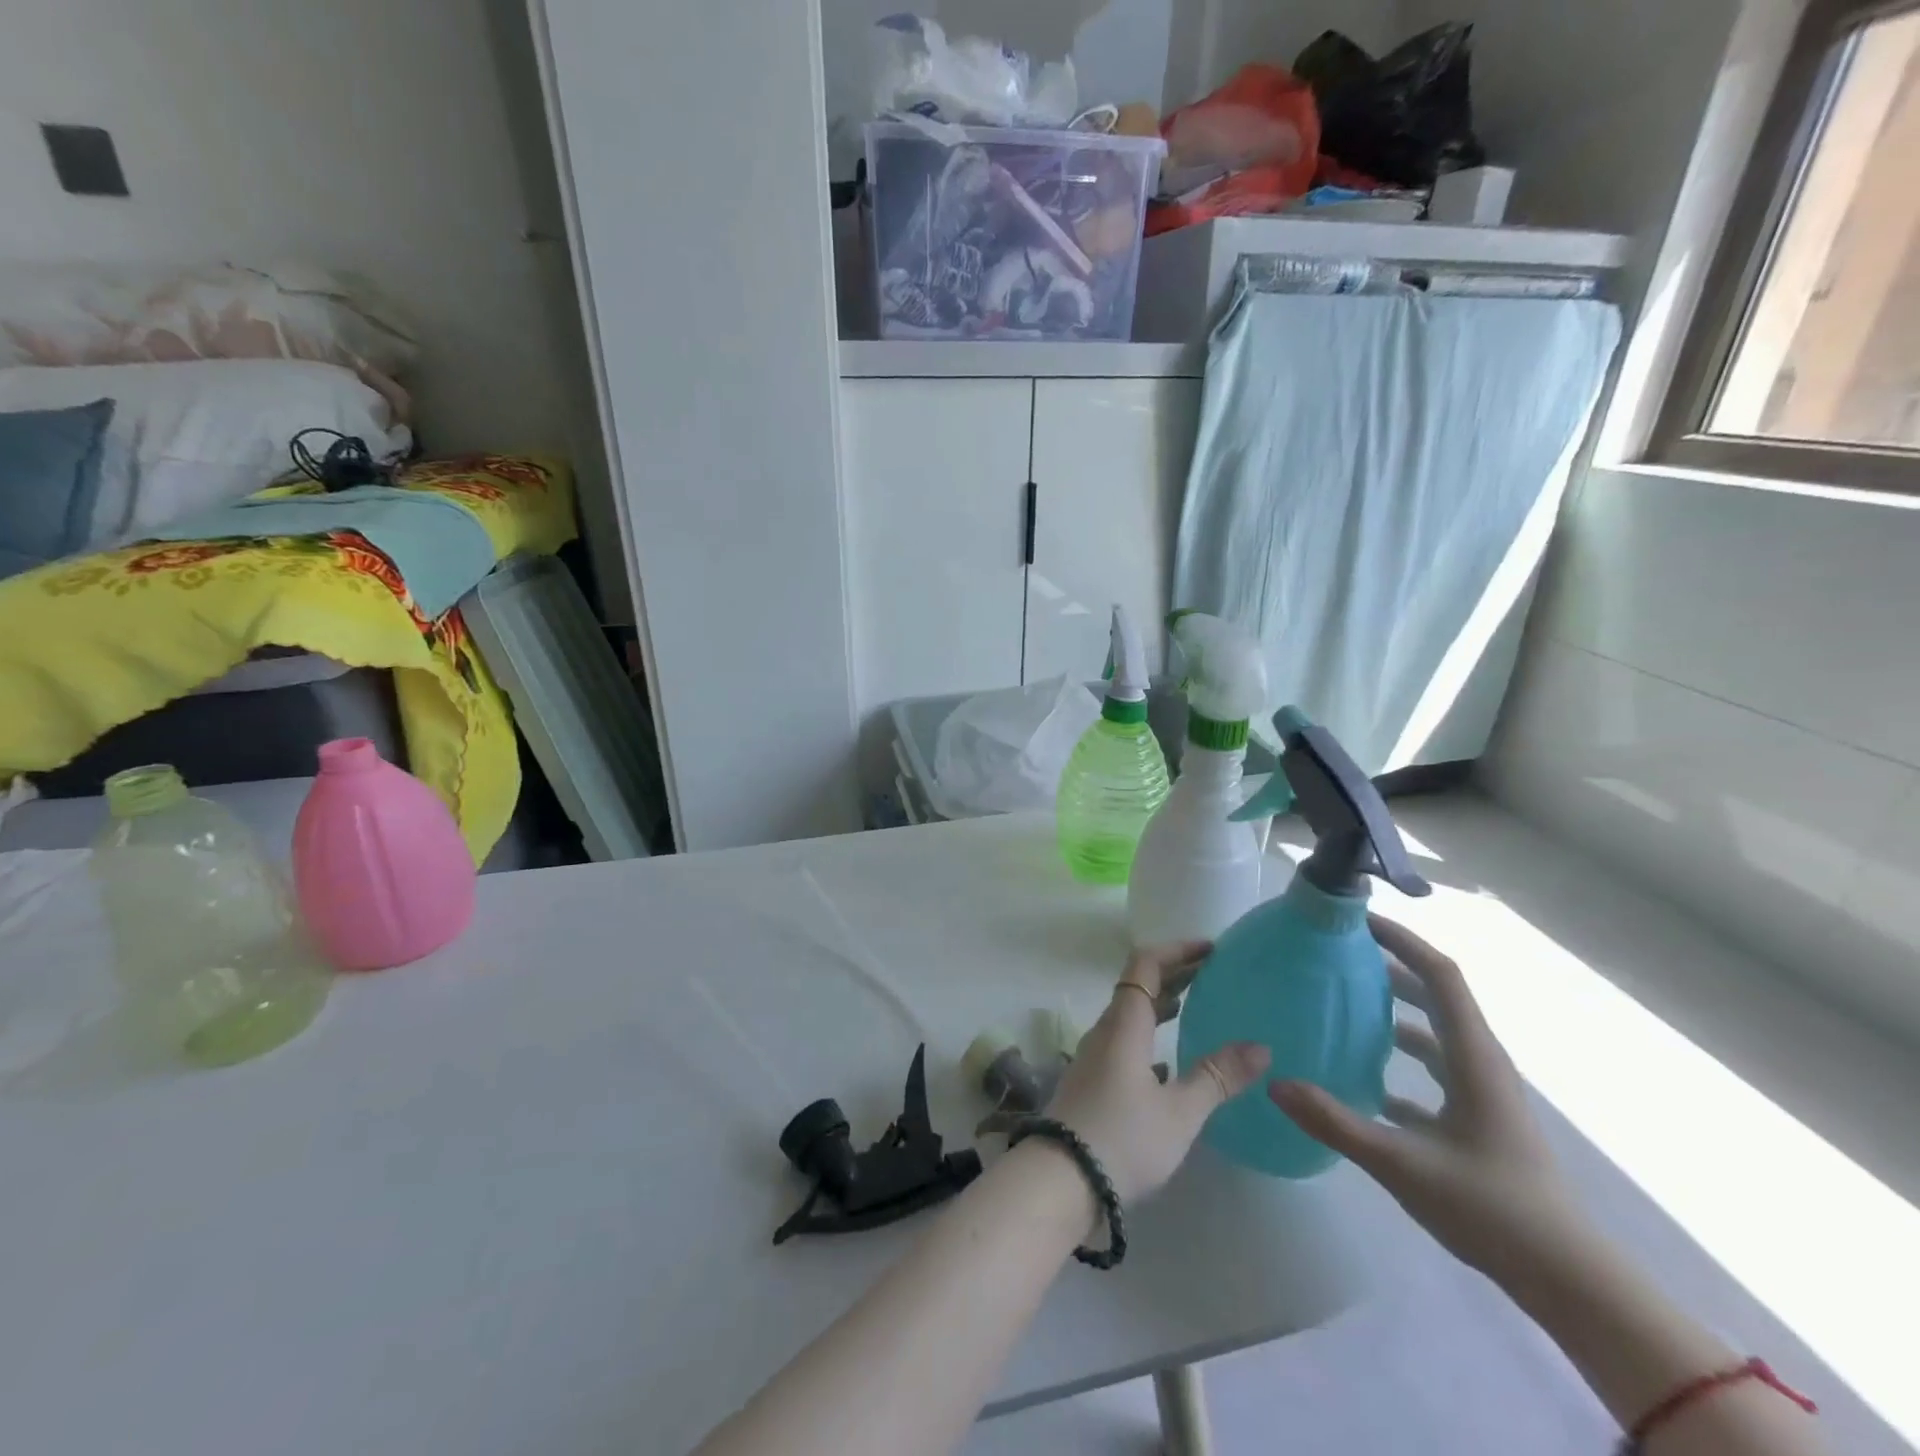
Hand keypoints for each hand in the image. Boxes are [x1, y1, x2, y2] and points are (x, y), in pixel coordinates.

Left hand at [1047, 942, 1269, 1204]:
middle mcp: (1106, 1030)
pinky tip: (1170, 1061)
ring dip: (1162, 1004)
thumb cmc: (1123, 1138)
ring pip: (1131, 1014)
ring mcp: (1095, 1056)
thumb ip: (1217, 1077)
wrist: (1061, 1179)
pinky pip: (1125, 1041)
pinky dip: (1150, 1036)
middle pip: (1138, 985)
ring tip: (1196, 1008)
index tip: (1211, 949)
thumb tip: (1259, 1047)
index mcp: (1124, 1024)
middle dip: (1175, 974)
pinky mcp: (1092, 1081)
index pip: (1146, 964)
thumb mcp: (1179, 1112)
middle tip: (1214, 974)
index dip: (1177, 950)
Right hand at [1270, 915, 1585, 1281]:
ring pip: (1433, 1033)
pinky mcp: (1477, 1120)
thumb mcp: (1403, 1164)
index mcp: (1473, 1058)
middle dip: (1389, 968)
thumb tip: (1274, 1082)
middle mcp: (1480, 1064)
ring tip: (1343, 1006)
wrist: (1569, 1282)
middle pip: (1435, 996)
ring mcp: (1481, 1093)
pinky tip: (1362, 1079)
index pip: (1440, 976)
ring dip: (1393, 1012)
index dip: (1403, 941)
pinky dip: (1399, 1061)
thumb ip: (1335, 1121)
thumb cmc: (1493, 1210)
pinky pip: (1433, 1071)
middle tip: (1337, 957)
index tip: (1358, 921)